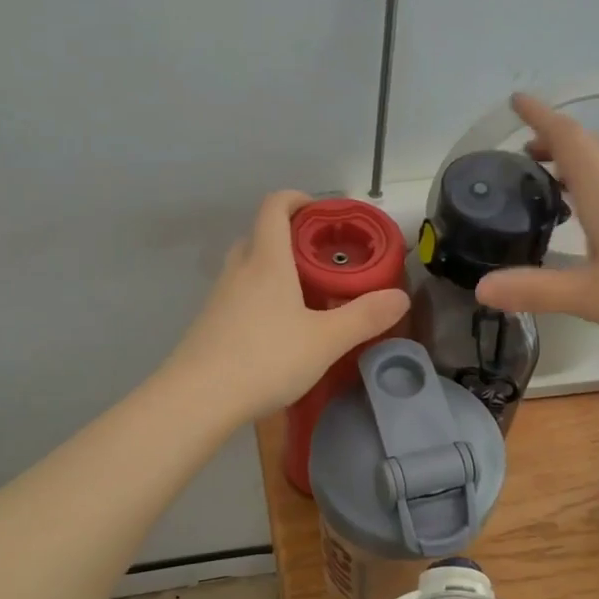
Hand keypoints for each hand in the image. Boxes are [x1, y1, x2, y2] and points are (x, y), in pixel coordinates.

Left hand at [166, 191, 411, 424]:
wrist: (198, 399)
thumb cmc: (266, 359)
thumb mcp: (325, 341)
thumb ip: (364, 317)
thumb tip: (400, 297)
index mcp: (267, 262)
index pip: (275, 207)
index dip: (297, 199)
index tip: (320, 211)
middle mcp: (239, 271)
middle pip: (259, 236)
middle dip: (288, 238)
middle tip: (319, 259)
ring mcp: (218, 298)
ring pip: (246, 268)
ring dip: (272, 270)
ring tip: (302, 296)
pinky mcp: (208, 325)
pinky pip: (237, 297)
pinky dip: (258, 299)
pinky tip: (276, 331)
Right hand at [473, 95, 598, 350]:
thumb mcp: (590, 296)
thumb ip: (534, 290)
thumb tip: (480, 289)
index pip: (568, 138)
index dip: (540, 116)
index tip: (516, 101)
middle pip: (591, 146)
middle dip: (556, 139)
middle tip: (526, 150)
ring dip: (579, 159)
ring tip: (554, 177)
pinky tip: (597, 212)